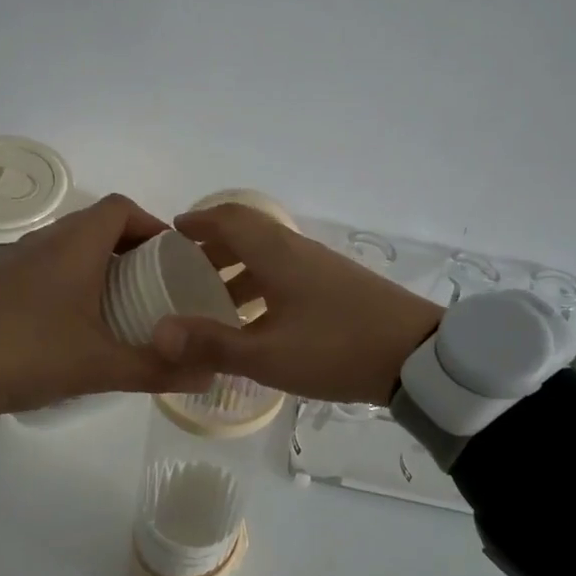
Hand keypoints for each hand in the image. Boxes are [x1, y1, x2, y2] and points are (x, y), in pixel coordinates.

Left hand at [0, 194, 212, 415]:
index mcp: (74, 246)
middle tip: (155, 286)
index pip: (121, 208)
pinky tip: (75, 321)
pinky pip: (46, 265)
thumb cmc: (27, 354)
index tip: (172, 258)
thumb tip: (209, 373)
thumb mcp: (99, 367)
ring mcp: (15, 260)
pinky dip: (71, 279)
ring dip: (99, 263)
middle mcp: (45, 241)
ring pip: (69, 245)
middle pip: (97, 224)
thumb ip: (156, 369)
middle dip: (131, 247)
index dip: (152, 224)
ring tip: (121, 303)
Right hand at [151, 204, 444, 404]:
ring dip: (238, 271)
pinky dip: (262, 287)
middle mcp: (298, 252)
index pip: (230, 219)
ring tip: (214, 302)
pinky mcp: (339, 287)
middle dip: (213, 248)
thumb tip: (158, 333)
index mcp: (277, 255)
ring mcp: (322, 268)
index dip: (199, 221)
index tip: (171, 233)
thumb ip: (212, 344)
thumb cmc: (336, 348)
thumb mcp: (268, 355)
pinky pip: (288, 275)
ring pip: (269, 257)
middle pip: (248, 235)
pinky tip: (258, 322)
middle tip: (185, 272)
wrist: (417, 357)